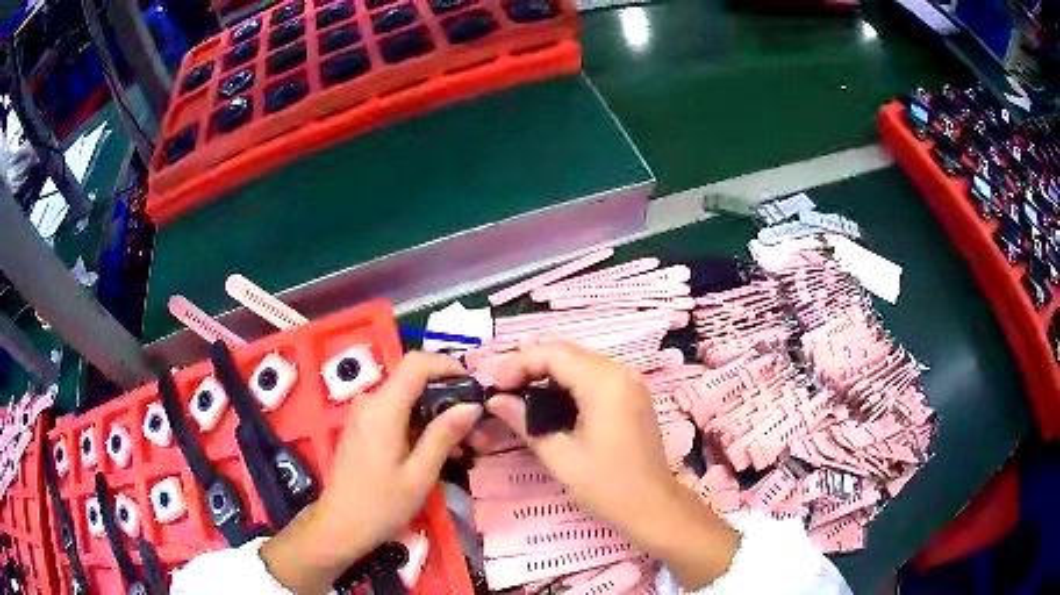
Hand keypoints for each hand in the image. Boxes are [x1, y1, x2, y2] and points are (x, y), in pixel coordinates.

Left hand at [261, 352, 481, 593]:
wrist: (340, 525)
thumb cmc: (381, 505)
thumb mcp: (419, 475)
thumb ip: (443, 435)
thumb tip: (471, 405)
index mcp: (383, 409)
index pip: (416, 363)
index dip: (447, 366)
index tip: (473, 386)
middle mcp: (370, 402)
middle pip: (413, 381)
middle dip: (447, 399)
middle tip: (476, 429)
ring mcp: (363, 414)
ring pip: (406, 399)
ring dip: (435, 415)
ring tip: (462, 446)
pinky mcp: (362, 427)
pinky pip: (394, 413)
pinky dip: (419, 424)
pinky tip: (435, 451)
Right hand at [488, 342, 738, 589]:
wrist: (653, 506)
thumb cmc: (607, 485)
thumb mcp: (559, 456)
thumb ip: (524, 422)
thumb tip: (495, 401)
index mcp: (604, 383)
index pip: (552, 353)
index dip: (518, 363)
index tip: (495, 389)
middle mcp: (620, 372)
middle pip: (566, 352)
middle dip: (530, 365)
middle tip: (503, 392)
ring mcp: (629, 382)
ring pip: (579, 361)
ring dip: (547, 373)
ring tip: (520, 397)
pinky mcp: (632, 394)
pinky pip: (593, 375)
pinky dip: (567, 382)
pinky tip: (550, 404)